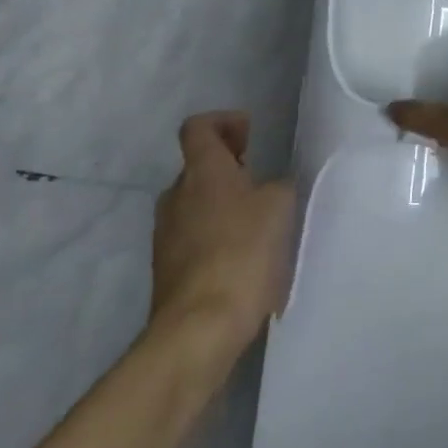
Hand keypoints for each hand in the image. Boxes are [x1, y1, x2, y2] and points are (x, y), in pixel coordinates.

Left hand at [150, 112, 293, 349]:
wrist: (200, 325)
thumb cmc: (242, 252)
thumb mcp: (280, 206)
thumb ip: (279, 185)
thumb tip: (272, 187)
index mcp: (202, 171)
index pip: (198, 127)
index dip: (224, 122)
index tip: (251, 135)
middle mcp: (176, 195)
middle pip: (199, 167)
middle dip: (230, 168)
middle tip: (263, 181)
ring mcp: (166, 234)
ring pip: (197, 203)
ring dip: (225, 204)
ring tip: (260, 223)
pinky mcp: (168, 268)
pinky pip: (195, 237)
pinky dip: (219, 236)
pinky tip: (246, 258)